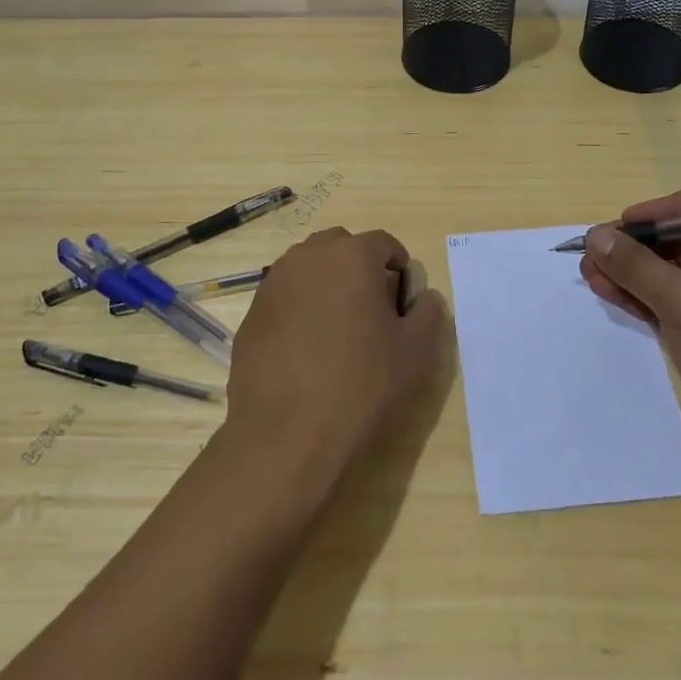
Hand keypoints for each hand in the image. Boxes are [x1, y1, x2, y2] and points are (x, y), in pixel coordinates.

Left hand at [223, 226, 443, 488]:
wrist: (286, 436)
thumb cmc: (361, 385)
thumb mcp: (415, 352)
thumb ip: (429, 313)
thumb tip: (425, 297)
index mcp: (351, 256)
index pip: (383, 243)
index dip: (399, 267)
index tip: (404, 300)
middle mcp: (308, 256)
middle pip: (341, 247)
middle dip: (359, 268)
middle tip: (371, 310)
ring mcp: (273, 283)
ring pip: (308, 269)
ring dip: (326, 284)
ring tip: (337, 329)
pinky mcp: (251, 314)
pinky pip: (285, 297)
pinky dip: (299, 309)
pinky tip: (306, 350)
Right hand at [580, 181, 680, 505]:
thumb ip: (637, 266)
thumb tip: (595, 234)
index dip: (663, 208)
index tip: (626, 226)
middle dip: (636, 244)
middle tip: (592, 252)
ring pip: (669, 273)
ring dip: (630, 271)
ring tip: (587, 272)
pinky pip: (667, 304)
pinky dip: (638, 296)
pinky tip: (605, 292)